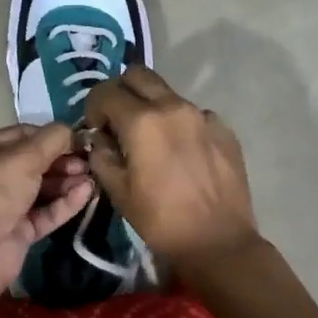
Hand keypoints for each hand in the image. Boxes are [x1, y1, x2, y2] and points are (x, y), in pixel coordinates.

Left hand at [0, 123, 94, 304]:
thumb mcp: (24, 157)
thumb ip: (52, 139)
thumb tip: (72, 131)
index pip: (21, 135)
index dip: (49, 135)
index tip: (77, 138)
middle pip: (33, 162)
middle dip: (62, 160)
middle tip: (88, 161)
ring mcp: (5, 205)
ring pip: (42, 188)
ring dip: (67, 181)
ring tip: (92, 177)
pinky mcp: (19, 230)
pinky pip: (45, 211)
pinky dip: (65, 202)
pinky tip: (87, 193)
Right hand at [82, 66, 260, 270]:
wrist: (218, 242)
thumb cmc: (161, 220)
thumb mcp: (117, 191)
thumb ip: (101, 154)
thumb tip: (100, 138)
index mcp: (142, 121)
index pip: (105, 91)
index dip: (93, 107)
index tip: (96, 129)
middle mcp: (173, 106)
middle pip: (138, 75)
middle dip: (121, 92)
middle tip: (119, 122)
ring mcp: (202, 115)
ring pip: (167, 93)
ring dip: (151, 107)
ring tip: (151, 141)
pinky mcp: (224, 128)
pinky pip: (192, 114)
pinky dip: (179, 124)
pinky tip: (181, 154)